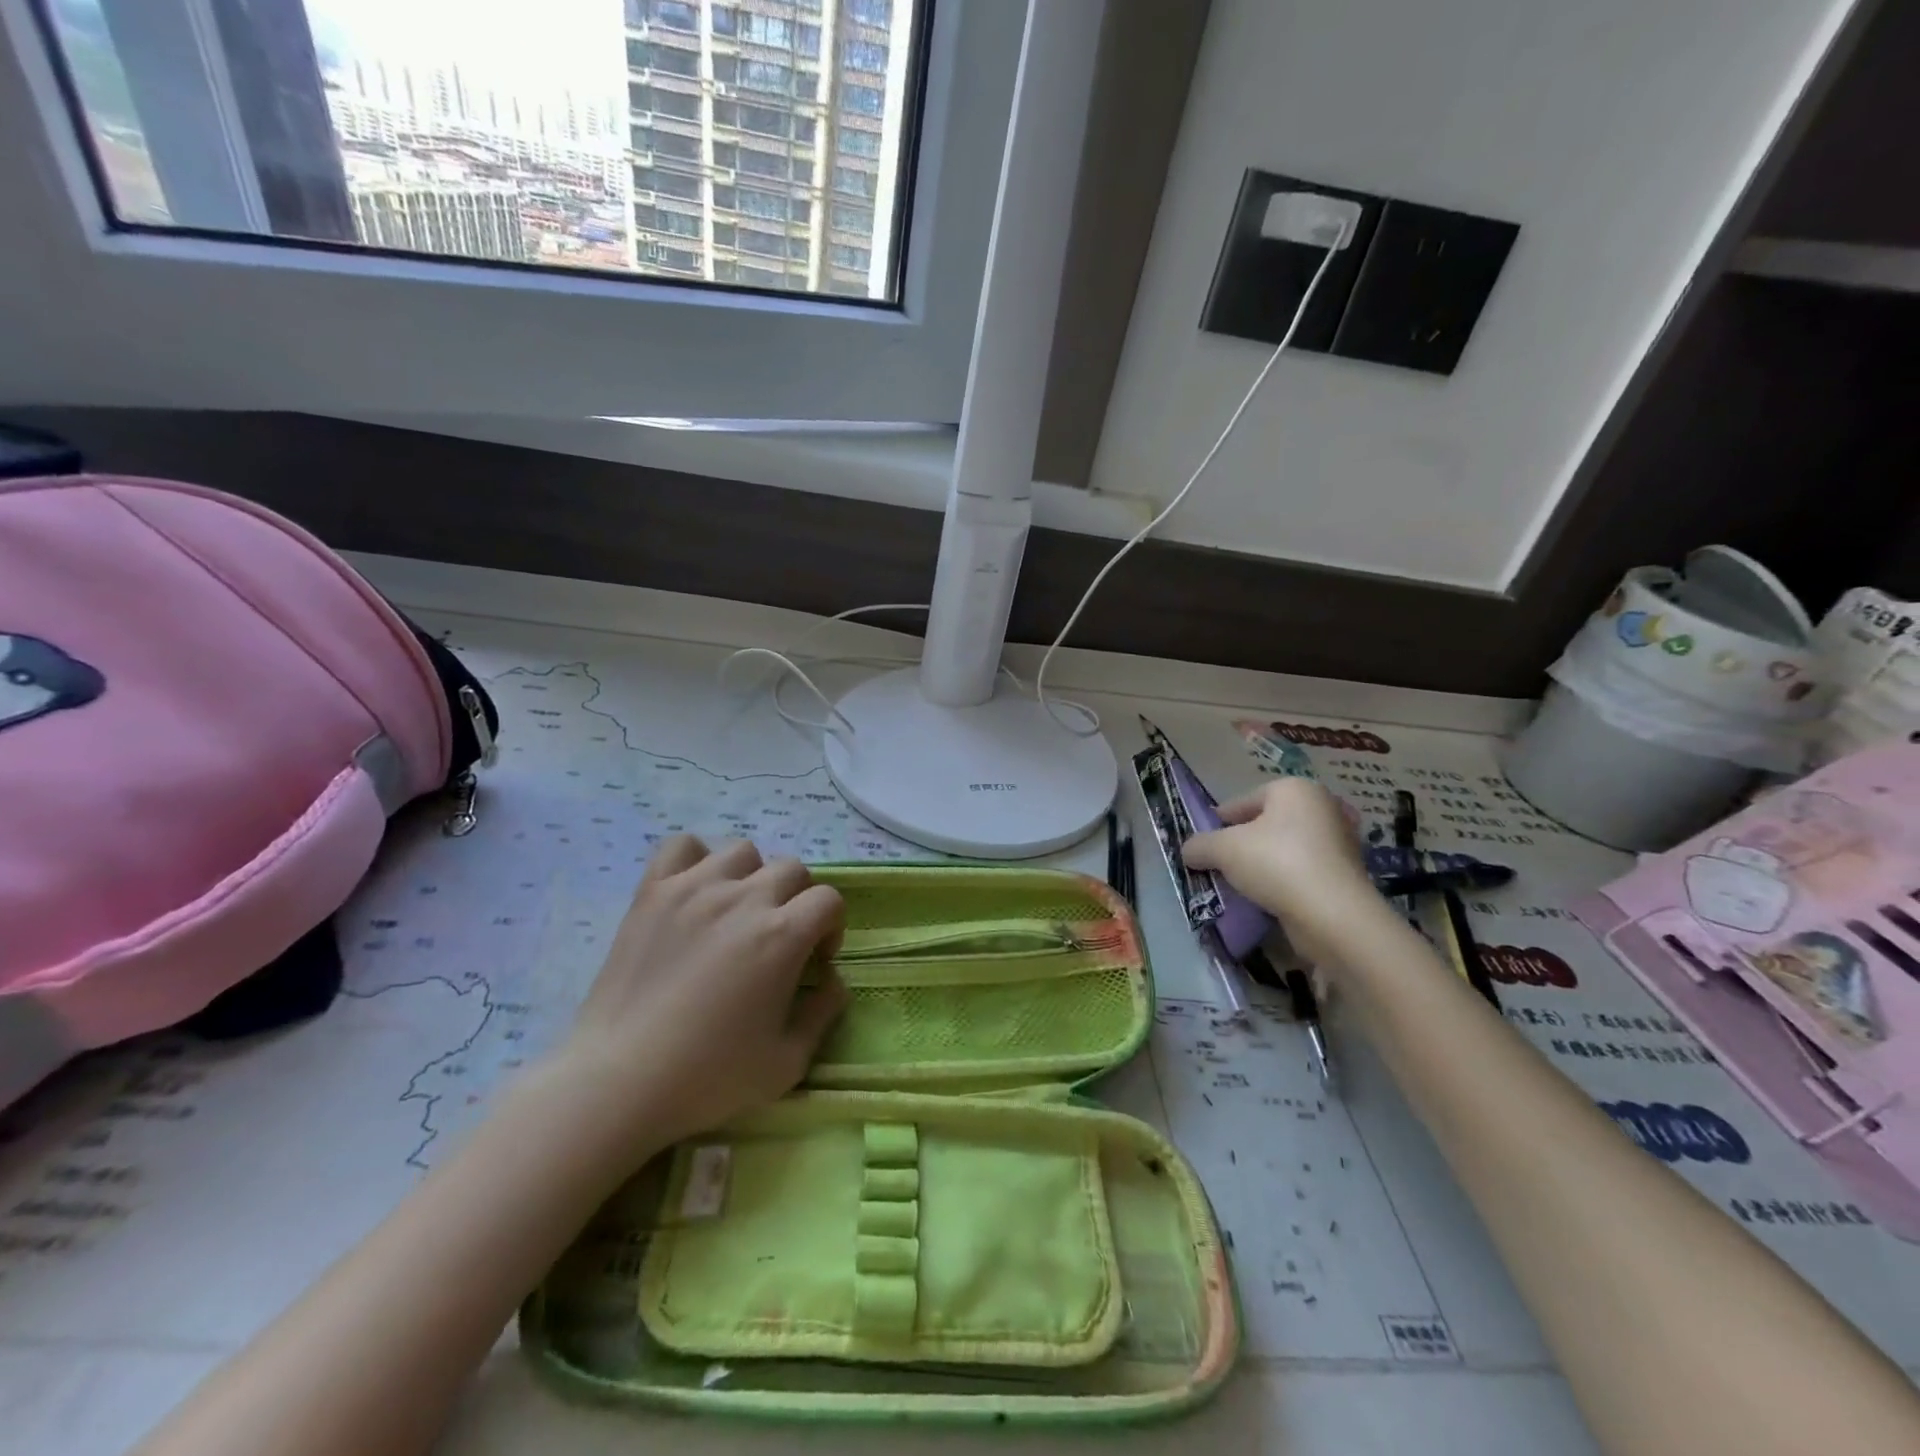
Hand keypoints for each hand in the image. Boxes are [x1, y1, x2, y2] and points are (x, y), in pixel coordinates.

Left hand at [545, 836, 848, 1160]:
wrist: (619, 1081)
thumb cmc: (709, 1077)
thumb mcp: (788, 1061)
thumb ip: (824, 1012)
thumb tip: (832, 979)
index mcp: (783, 935)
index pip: (829, 899)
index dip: (831, 927)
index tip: (814, 960)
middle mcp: (744, 898)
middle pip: (791, 869)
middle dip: (797, 901)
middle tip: (778, 939)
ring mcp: (694, 889)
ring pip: (742, 852)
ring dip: (751, 877)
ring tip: (734, 913)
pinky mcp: (653, 892)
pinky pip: (681, 846)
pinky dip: (695, 860)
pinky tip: (694, 892)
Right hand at [1184, 779, 1377, 964]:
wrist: (1332, 915)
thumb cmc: (1276, 864)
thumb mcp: (1223, 849)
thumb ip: (1200, 845)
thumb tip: (1189, 851)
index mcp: (1294, 788)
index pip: (1243, 801)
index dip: (1218, 822)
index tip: (1203, 844)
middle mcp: (1322, 807)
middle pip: (1266, 823)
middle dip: (1242, 843)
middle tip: (1220, 864)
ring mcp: (1339, 841)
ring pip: (1285, 848)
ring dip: (1263, 863)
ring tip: (1241, 884)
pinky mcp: (1346, 873)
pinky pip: (1303, 870)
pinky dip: (1284, 880)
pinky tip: (1267, 898)